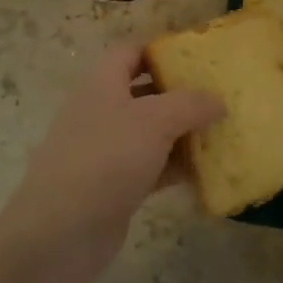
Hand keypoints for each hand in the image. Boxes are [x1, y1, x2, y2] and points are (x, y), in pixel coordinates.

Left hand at [0, 42, 222, 282]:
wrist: (60, 233)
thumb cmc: (106, 159)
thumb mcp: (155, 120)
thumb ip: (190, 104)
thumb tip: (218, 101)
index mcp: (102, 83)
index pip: (131, 51)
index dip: (161, 48)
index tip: (198, 56)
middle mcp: (101, 110)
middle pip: (145, 91)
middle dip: (180, 92)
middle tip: (219, 94)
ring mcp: (106, 150)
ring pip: (151, 131)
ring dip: (183, 132)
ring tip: (222, 130)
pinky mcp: (114, 186)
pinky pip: (152, 167)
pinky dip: (176, 167)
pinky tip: (207, 170)